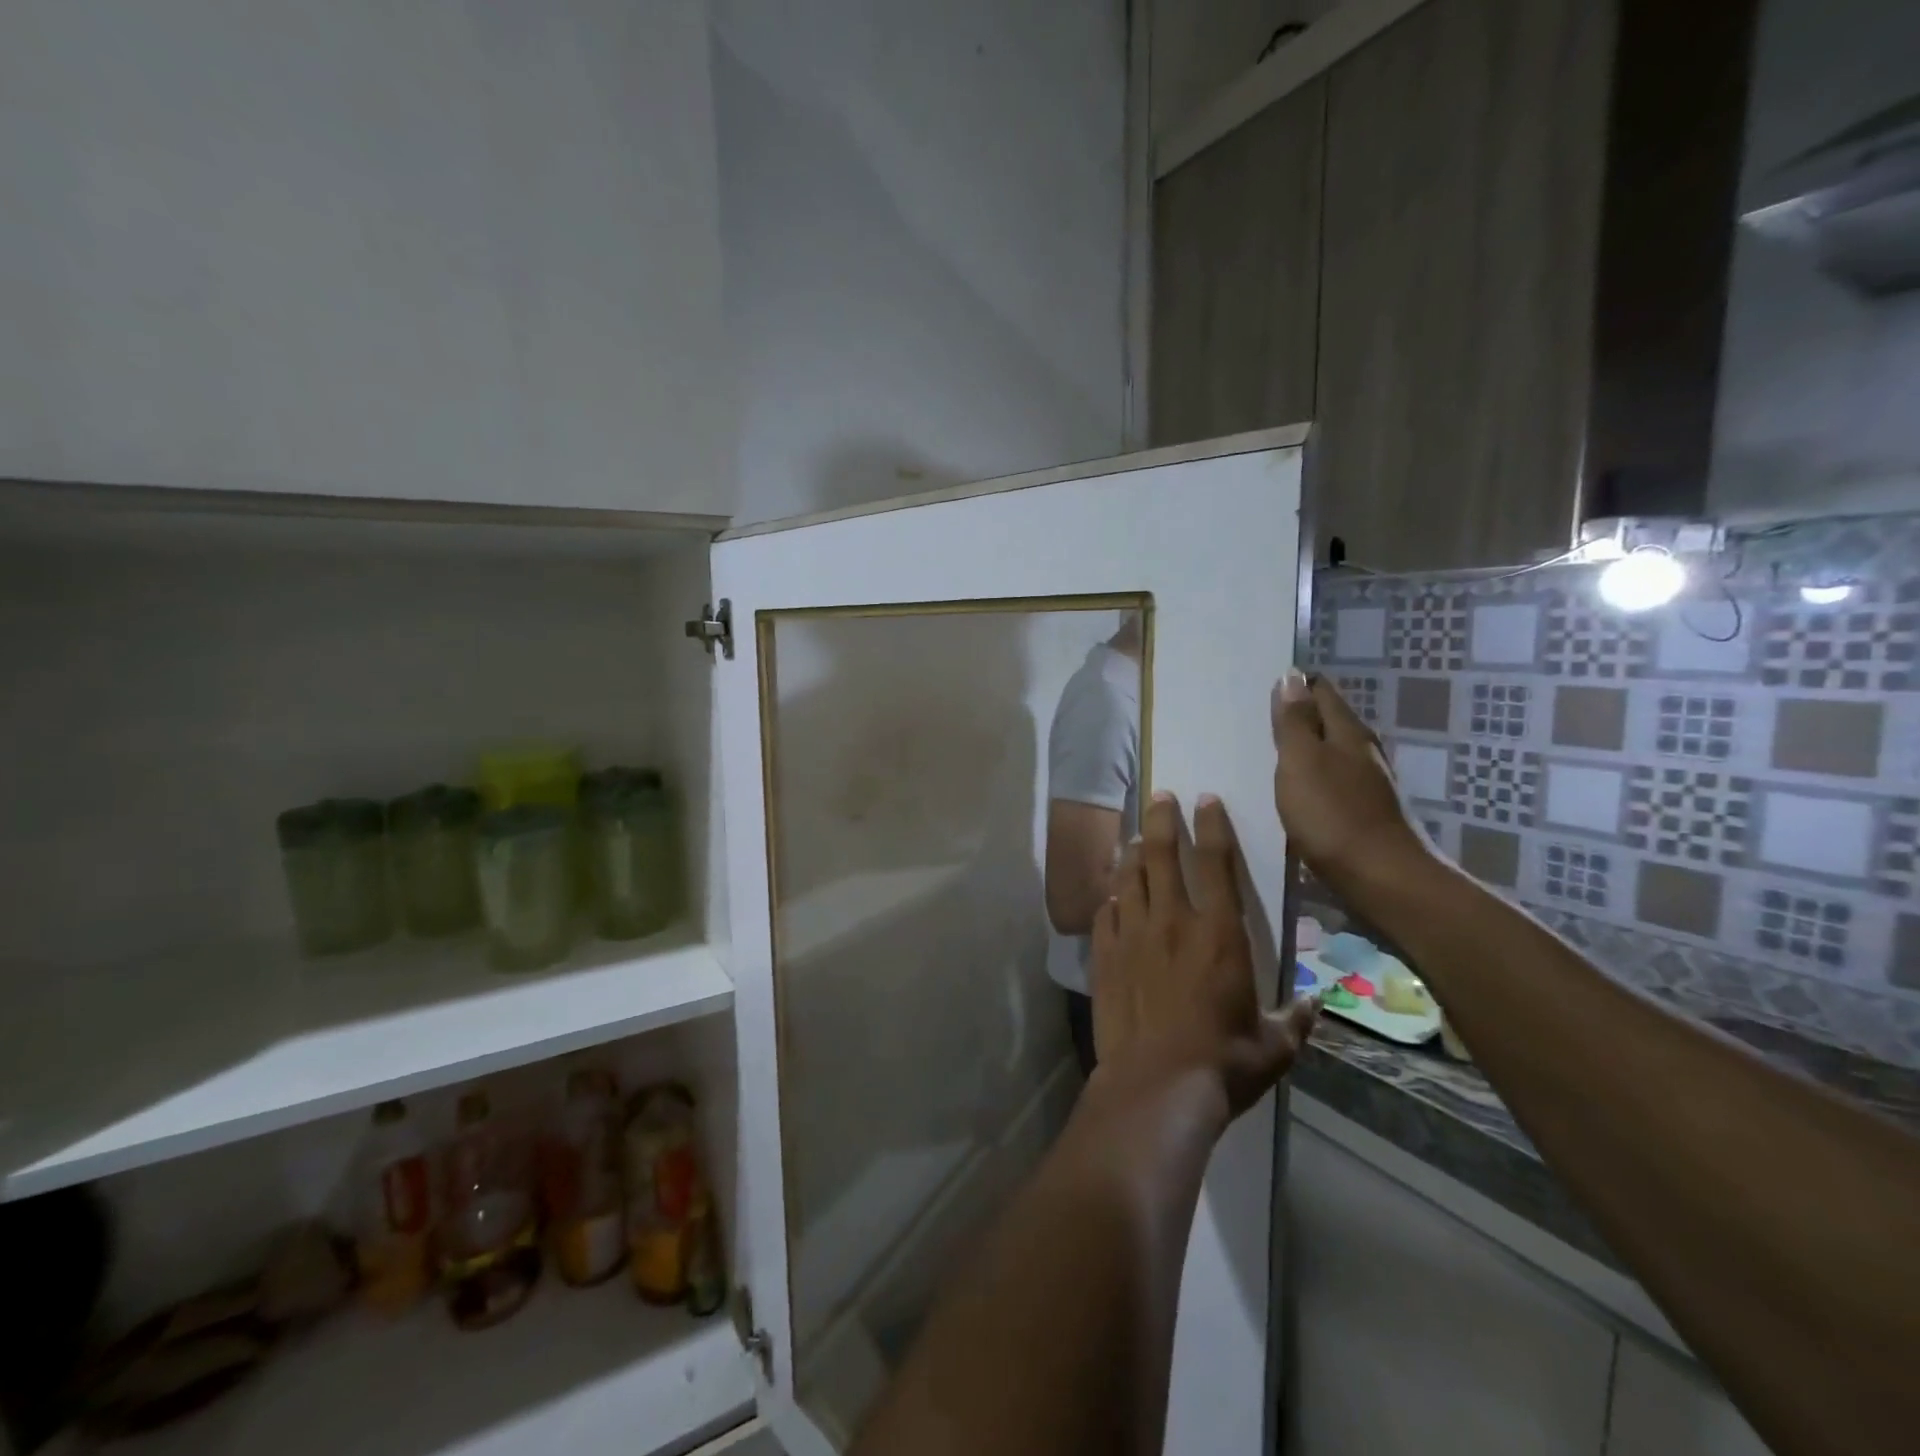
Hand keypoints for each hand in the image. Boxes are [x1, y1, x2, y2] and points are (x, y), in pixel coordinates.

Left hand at [1090, 793, 1318, 1118]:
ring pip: (1130, 877)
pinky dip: (1112, 897)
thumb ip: (1295, 1020)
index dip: (1212, 825)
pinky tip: (1114, 893)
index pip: (1217, 862)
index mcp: (1219, 933)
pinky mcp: (1105, 955)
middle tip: (1160, 796)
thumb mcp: (1273, 1047)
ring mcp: (1133, 935)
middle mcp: (1173, 921)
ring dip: (1134, 852)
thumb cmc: (1223, 1064)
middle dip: (1163, 820)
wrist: (1156, 1086)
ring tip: (1136, 836)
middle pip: (1163, 854)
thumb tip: (1315, 1005)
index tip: (1205, 799)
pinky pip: (1106, 912)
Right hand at [1271, 669, 1430, 894]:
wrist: (1380, 879)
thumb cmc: (1333, 815)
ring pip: (1330, 753)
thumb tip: (1291, 676)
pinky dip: (1311, 778)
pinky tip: (1293, 791)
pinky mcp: (1363, 813)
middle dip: (1297, 716)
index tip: (1263, 686)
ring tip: (1268, 753)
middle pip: (1328, 721)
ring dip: (1304, 749)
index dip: (1295, 685)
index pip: (1321, 692)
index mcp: (1348, 732)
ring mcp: (1367, 784)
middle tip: (1257, 718)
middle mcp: (1363, 752)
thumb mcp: (1301, 761)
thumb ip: (1294, 721)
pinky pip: (1331, 782)